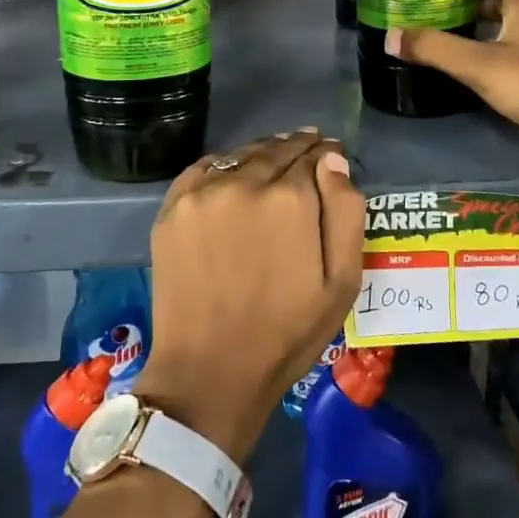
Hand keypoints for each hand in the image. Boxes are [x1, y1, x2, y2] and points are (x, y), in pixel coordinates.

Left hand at [133, 130, 363, 463]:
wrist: (210, 370)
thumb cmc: (286, 332)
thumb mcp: (341, 283)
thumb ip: (345, 212)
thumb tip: (333, 160)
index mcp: (291, 198)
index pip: (314, 156)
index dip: (325, 153)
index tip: (330, 154)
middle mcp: (245, 182)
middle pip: (277, 150)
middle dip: (296, 147)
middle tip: (307, 147)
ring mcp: (203, 192)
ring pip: (242, 155)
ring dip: (262, 153)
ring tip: (273, 159)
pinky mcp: (173, 206)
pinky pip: (205, 168)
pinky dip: (225, 166)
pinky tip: (234, 174)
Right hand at [386, 0, 518, 158]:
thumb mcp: (477, 64)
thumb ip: (434, 48)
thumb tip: (390, 36)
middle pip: (507, 1)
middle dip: (475, 2)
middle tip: (441, 9)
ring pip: (512, 29)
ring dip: (485, 29)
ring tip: (451, 37)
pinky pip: (517, 55)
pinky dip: (495, 54)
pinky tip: (475, 69)